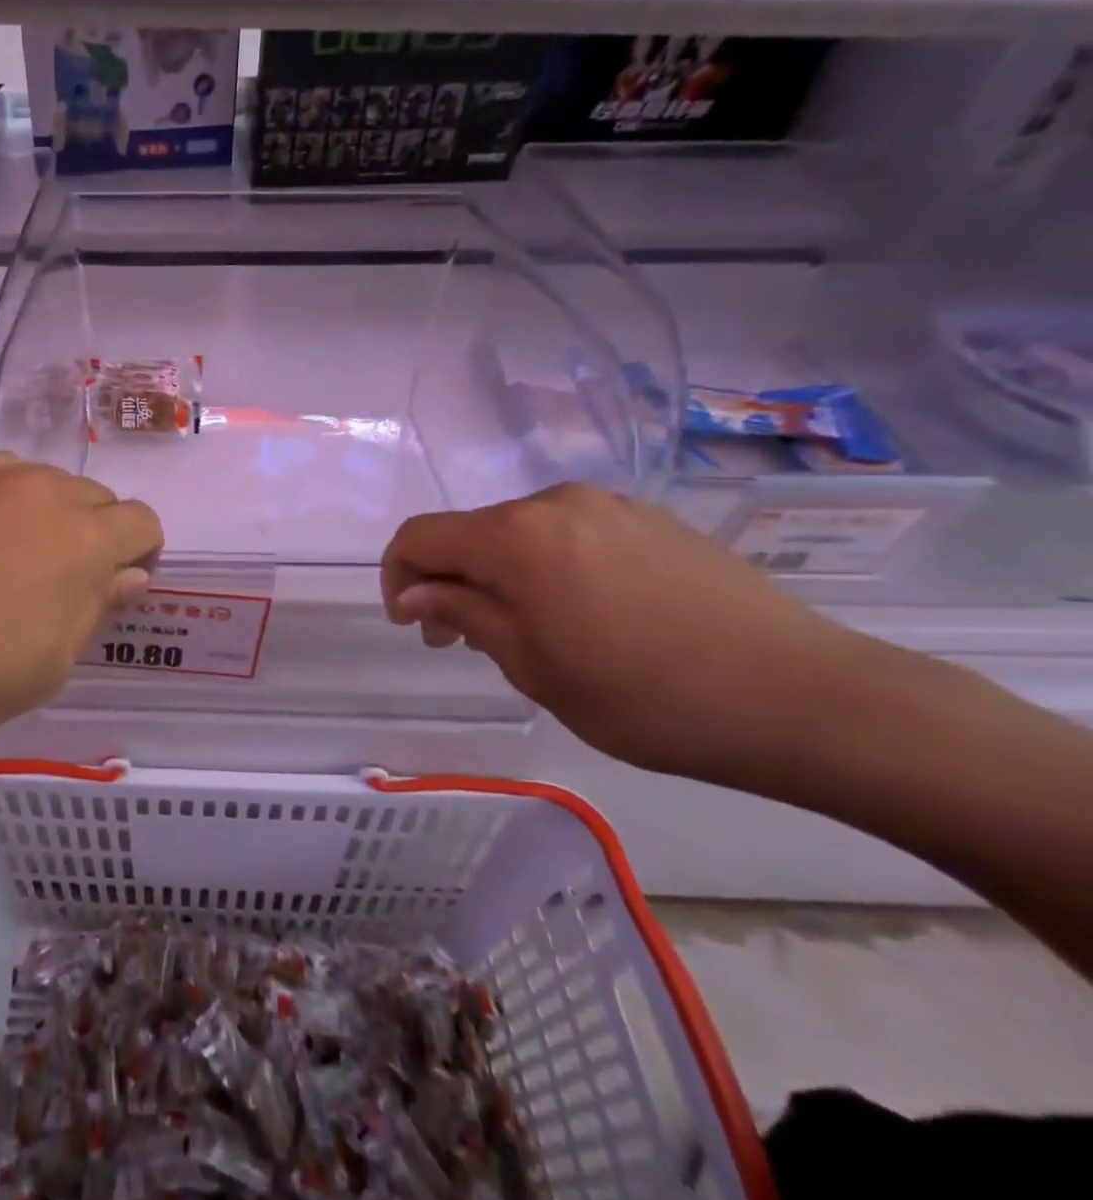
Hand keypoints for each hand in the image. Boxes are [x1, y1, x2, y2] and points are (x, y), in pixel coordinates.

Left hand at [0, 456, 162, 761]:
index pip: (141, 522)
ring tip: (4, 558)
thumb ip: (95, 609)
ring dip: (42, 514)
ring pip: (39, 482)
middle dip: (93, 533)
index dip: (141, 553)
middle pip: (94, 497)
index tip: (117, 584)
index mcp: (81, 537)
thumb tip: (129, 576)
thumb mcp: (46, 665)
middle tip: (58, 580)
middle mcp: (40, 489)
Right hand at [381, 484, 898, 778]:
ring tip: (525, 632)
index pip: (421, 536)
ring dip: (499, 574)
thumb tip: (416, 593)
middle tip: (460, 640)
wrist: (802, 697)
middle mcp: (556, 502)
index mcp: (516, 535)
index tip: (410, 625)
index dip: (398, 576)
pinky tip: (582, 615)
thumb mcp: (532, 665)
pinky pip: (570, 534)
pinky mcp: (652, 521)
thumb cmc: (644, 695)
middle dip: (449, 580)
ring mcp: (610, 506)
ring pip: (521, 533)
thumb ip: (463, 615)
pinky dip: (547, 567)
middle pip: (471, 531)